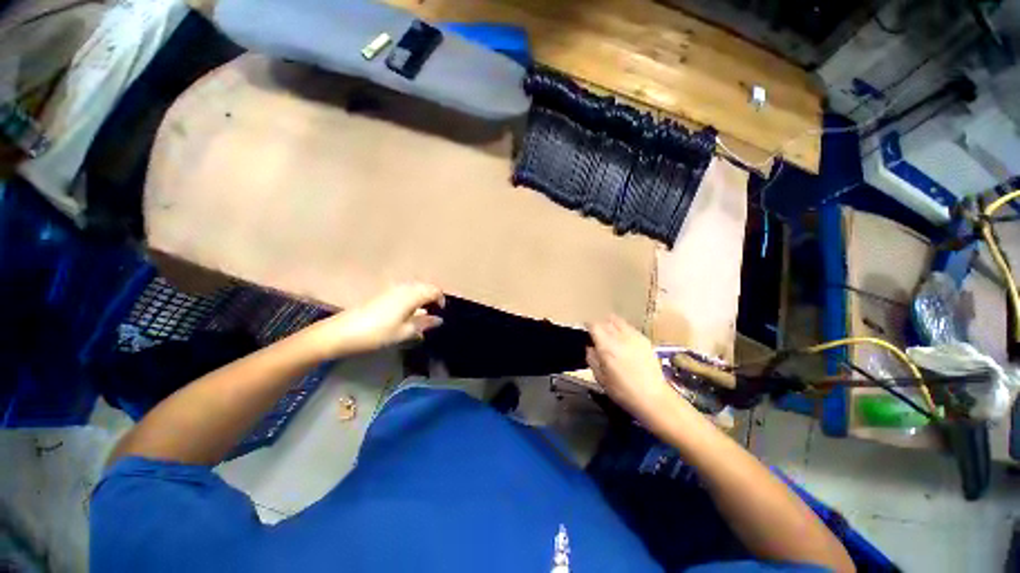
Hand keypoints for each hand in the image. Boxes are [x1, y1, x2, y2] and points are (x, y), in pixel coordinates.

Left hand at [304, 282, 444, 357]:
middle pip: (425, 287)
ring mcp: (392, 289)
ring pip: (415, 289)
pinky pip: (405, 291)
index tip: (441, 313)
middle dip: (433, 298)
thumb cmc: (378, 333)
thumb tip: (439, 320)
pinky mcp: (383, 294)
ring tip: (422, 315)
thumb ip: (424, 324)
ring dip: (422, 298)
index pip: (435, 291)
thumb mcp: (405, 332)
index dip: (441, 300)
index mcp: (412, 295)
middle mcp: (404, 287)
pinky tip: (407, 313)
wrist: (342, 332)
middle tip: (434, 314)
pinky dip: (412, 299)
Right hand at [586, 316, 686, 426]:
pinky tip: (624, 341)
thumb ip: (592, 359)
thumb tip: (590, 348)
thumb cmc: (622, 391)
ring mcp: (634, 337)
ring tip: (610, 334)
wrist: (653, 398)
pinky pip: (630, 328)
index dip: (588, 326)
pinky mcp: (645, 340)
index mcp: (606, 346)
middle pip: (606, 321)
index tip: (586, 331)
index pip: (594, 325)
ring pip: (619, 322)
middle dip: (600, 326)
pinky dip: (624, 330)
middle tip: (597, 335)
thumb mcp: (600, 378)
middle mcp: (620, 337)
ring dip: (612, 325)